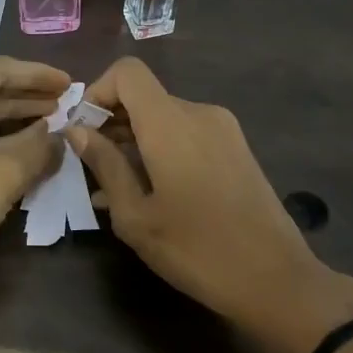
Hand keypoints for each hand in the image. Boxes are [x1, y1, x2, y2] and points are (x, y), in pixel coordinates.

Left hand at [0, 57, 70, 258]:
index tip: (67, 84)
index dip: (35, 74)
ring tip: (52, 128)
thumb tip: (59, 138)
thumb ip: (38, 150)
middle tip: (65, 106)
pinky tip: (25, 155)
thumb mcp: (4, 175)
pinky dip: (0, 144)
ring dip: (16, 122)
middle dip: (27, 97)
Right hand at [68, 58, 352, 352]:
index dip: (97, 93)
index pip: (127, 72)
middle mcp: (200, 113)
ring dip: (135, 143)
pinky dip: (161, 152)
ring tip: (117, 191)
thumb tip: (77, 130)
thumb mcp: (135, 215)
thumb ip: (104, 165)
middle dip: (112, 124)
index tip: (83, 133)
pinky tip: (151, 195)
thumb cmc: (195, 250)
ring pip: (165, 118)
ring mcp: (224, 131)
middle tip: (92, 170)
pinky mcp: (237, 150)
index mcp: (171, 123)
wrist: (275, 280)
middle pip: (145, 97)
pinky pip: (187, 136)